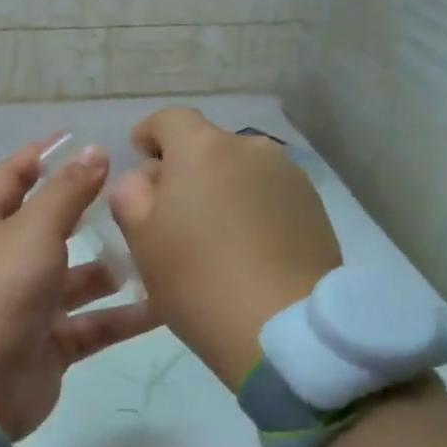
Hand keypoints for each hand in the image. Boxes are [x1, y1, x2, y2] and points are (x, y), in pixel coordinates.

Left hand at [0, 139, 158, 439]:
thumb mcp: (33, 231)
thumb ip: (66, 192)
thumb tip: (93, 151)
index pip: (10, 178)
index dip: (39, 156)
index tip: (77, 138)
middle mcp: (6, 262)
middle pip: (49, 227)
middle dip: (86, 211)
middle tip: (133, 195)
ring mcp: (29, 305)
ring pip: (78, 279)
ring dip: (112, 268)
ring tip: (153, 252)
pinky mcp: (51, 344)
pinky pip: (94, 324)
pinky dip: (124, 316)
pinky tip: (165, 305)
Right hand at [110, 107, 341, 390]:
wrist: (283, 328)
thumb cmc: (198, 281)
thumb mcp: (142, 241)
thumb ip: (131, 195)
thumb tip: (145, 179)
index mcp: (203, 149)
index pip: (169, 119)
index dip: (149, 134)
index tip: (141, 159)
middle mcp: (251, 149)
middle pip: (208, 145)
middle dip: (187, 169)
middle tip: (174, 214)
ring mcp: (289, 176)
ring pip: (242, 171)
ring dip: (223, 189)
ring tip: (216, 237)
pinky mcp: (315, 207)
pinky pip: (270, 195)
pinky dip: (253, 209)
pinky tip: (249, 249)